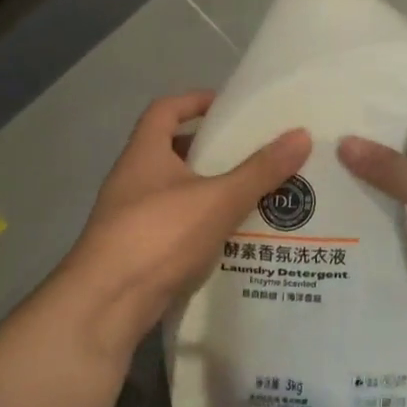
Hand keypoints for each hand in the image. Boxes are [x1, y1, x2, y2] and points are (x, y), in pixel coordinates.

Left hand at [59, 91, 310, 356]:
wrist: (105, 305)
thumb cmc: (159, 235)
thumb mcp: (218, 199)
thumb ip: (260, 170)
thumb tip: (301, 134)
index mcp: (144, 153)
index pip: (165, 110)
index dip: (194, 101)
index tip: (227, 106)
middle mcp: (131, 179)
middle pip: (170, 150)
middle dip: (209, 150)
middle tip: (249, 153)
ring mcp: (129, 217)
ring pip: (174, 191)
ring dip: (206, 190)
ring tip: (249, 194)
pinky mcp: (135, 251)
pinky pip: (173, 225)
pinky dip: (199, 224)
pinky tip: (229, 238)